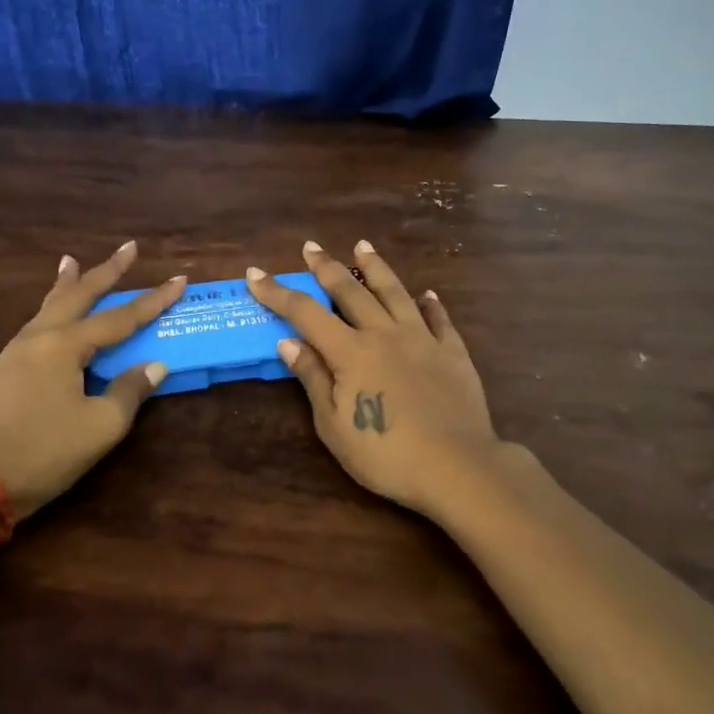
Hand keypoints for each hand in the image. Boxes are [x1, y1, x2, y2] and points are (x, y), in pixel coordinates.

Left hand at [0, 242, 185, 518]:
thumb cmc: (44, 452)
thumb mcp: (100, 427)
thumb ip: (130, 391)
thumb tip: (155, 366)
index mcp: (65, 345)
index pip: (120, 317)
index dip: (153, 300)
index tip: (179, 279)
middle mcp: (39, 337)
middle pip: (78, 294)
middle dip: (106, 270)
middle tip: (129, 247)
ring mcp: (16, 351)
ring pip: (50, 305)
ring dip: (69, 283)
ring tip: (72, 261)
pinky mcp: (4, 369)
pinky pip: (37, 323)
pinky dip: (51, 306)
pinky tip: (52, 312)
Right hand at [245, 241, 503, 517]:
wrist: (457, 466)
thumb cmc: (386, 454)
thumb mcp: (334, 425)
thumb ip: (313, 378)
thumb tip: (288, 341)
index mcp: (350, 351)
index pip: (305, 312)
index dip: (278, 292)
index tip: (255, 273)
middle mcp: (384, 333)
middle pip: (351, 291)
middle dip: (326, 267)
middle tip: (311, 246)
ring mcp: (422, 339)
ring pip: (395, 292)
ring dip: (376, 267)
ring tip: (363, 246)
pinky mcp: (452, 352)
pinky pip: (439, 319)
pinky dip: (430, 304)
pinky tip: (427, 295)